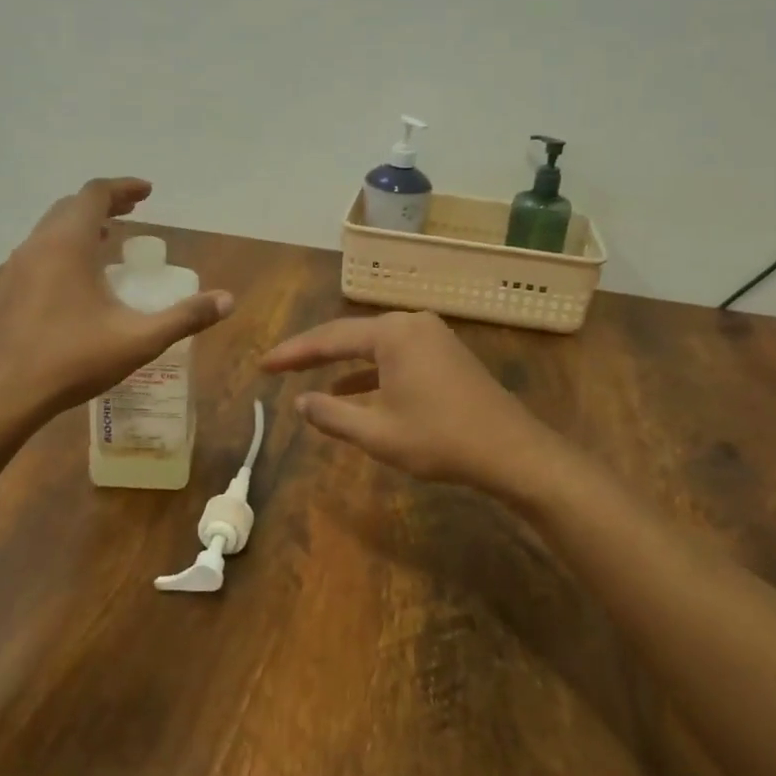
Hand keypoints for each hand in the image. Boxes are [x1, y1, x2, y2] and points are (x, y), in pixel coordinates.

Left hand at [0, 178, 231, 415]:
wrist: (7, 394)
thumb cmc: (74, 359)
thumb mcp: (139, 339)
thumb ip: (185, 317)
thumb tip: (227, 300)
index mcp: (68, 244)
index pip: (95, 194)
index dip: (123, 188)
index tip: (148, 192)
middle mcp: (39, 245)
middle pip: (71, 205)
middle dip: (105, 202)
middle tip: (133, 211)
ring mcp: (17, 267)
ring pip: (51, 228)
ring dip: (82, 224)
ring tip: (109, 239)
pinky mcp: (8, 289)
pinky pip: (40, 250)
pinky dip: (64, 246)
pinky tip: (79, 276)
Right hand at [260, 310, 555, 495]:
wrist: (513, 451)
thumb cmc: (441, 440)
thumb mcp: (378, 433)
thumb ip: (333, 415)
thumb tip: (301, 403)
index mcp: (392, 334)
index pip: (329, 338)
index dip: (292, 353)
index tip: (263, 365)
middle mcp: (412, 323)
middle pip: (350, 335)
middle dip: (314, 352)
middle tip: (278, 366)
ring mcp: (432, 335)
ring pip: (373, 345)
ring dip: (342, 362)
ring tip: (307, 376)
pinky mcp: (445, 352)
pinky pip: (396, 355)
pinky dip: (371, 371)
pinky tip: (352, 388)